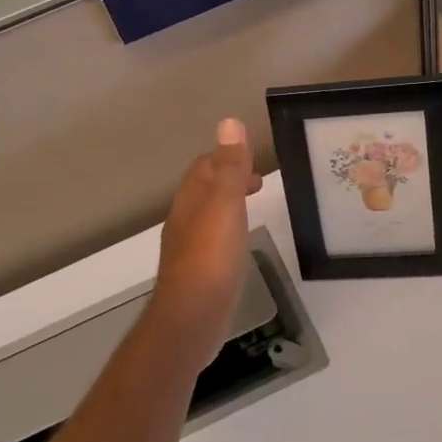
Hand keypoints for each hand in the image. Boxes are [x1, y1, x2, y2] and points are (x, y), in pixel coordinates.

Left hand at [149, 119, 264, 355]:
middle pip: (204, 188)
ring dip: (227, 203)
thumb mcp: (225, 206)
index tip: (253, 159)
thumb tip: (228, 123)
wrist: (191, 318)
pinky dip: (227, 229)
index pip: (205, 166)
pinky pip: (211, 238)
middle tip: (257, 182)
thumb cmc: (212, 258)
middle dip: (228, 178)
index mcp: (191, 199)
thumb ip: (229, 167)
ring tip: (251, 205)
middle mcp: (184, 219)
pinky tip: (237, 243)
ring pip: (207, 213)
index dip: (227, 157)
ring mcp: (188, 247)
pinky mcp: (196, 272)